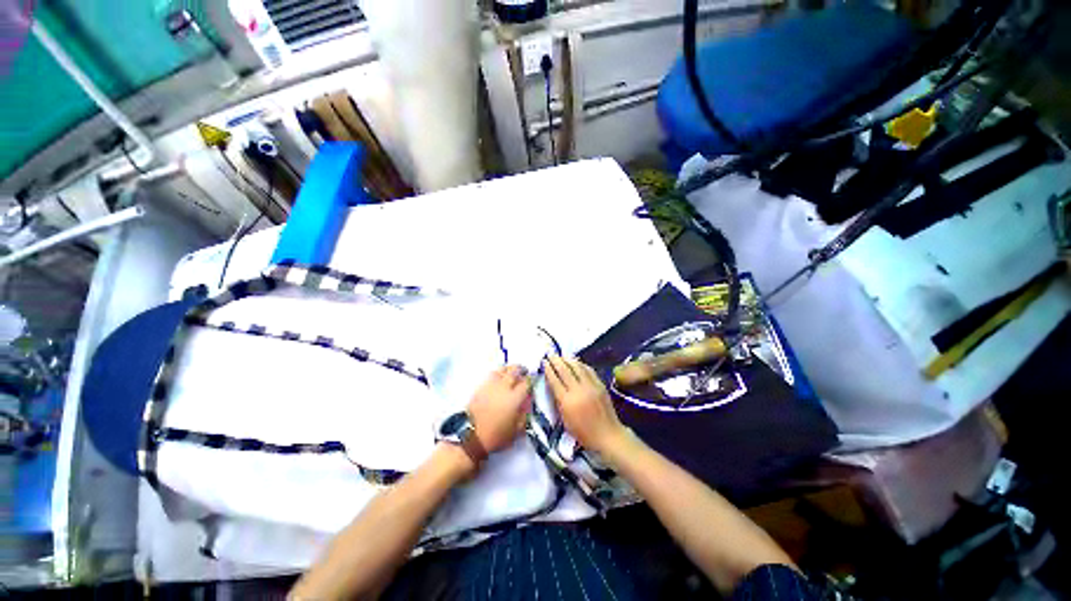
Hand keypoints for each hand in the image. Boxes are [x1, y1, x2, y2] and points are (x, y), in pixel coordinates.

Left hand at [467, 366, 532, 452]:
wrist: (471, 436)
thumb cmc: (496, 436)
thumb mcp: (517, 430)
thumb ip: (525, 414)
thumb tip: (528, 402)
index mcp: (515, 398)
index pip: (527, 382)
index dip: (531, 380)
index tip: (533, 380)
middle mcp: (504, 387)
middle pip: (514, 371)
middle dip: (521, 370)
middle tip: (524, 371)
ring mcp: (491, 385)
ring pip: (502, 369)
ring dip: (509, 368)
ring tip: (512, 371)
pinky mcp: (481, 386)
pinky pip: (492, 374)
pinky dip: (498, 372)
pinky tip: (499, 377)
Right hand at [543, 356, 625, 454]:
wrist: (608, 435)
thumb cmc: (583, 432)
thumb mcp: (565, 420)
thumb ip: (558, 401)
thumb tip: (553, 385)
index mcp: (567, 401)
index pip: (555, 380)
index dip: (548, 369)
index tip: (544, 362)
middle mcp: (578, 390)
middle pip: (565, 370)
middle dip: (556, 361)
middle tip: (550, 355)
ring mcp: (591, 386)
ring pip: (577, 367)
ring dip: (568, 360)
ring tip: (561, 356)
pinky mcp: (600, 384)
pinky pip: (588, 370)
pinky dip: (580, 364)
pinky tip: (576, 362)